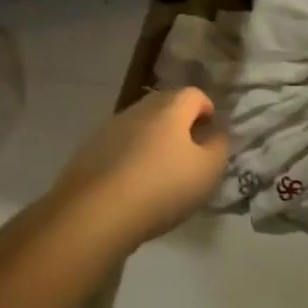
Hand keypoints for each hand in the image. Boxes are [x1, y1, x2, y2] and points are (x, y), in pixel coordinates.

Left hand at [49, 87, 229, 248]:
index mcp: (170, 108)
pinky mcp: (89, 150)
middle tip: (189, 153)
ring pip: (140, 125)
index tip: (211, 134)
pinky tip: (133, 185)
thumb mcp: (207, 171)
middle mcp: (138, 109)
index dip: (207, 110)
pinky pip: (119, 146)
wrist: (95, 213)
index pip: (194, 94)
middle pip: (165, 106)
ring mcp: (110, 128)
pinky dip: (130, 157)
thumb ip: (219, 146)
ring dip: (153, 141)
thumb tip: (216, 133)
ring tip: (160, 172)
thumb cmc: (161, 188)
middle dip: (180, 124)